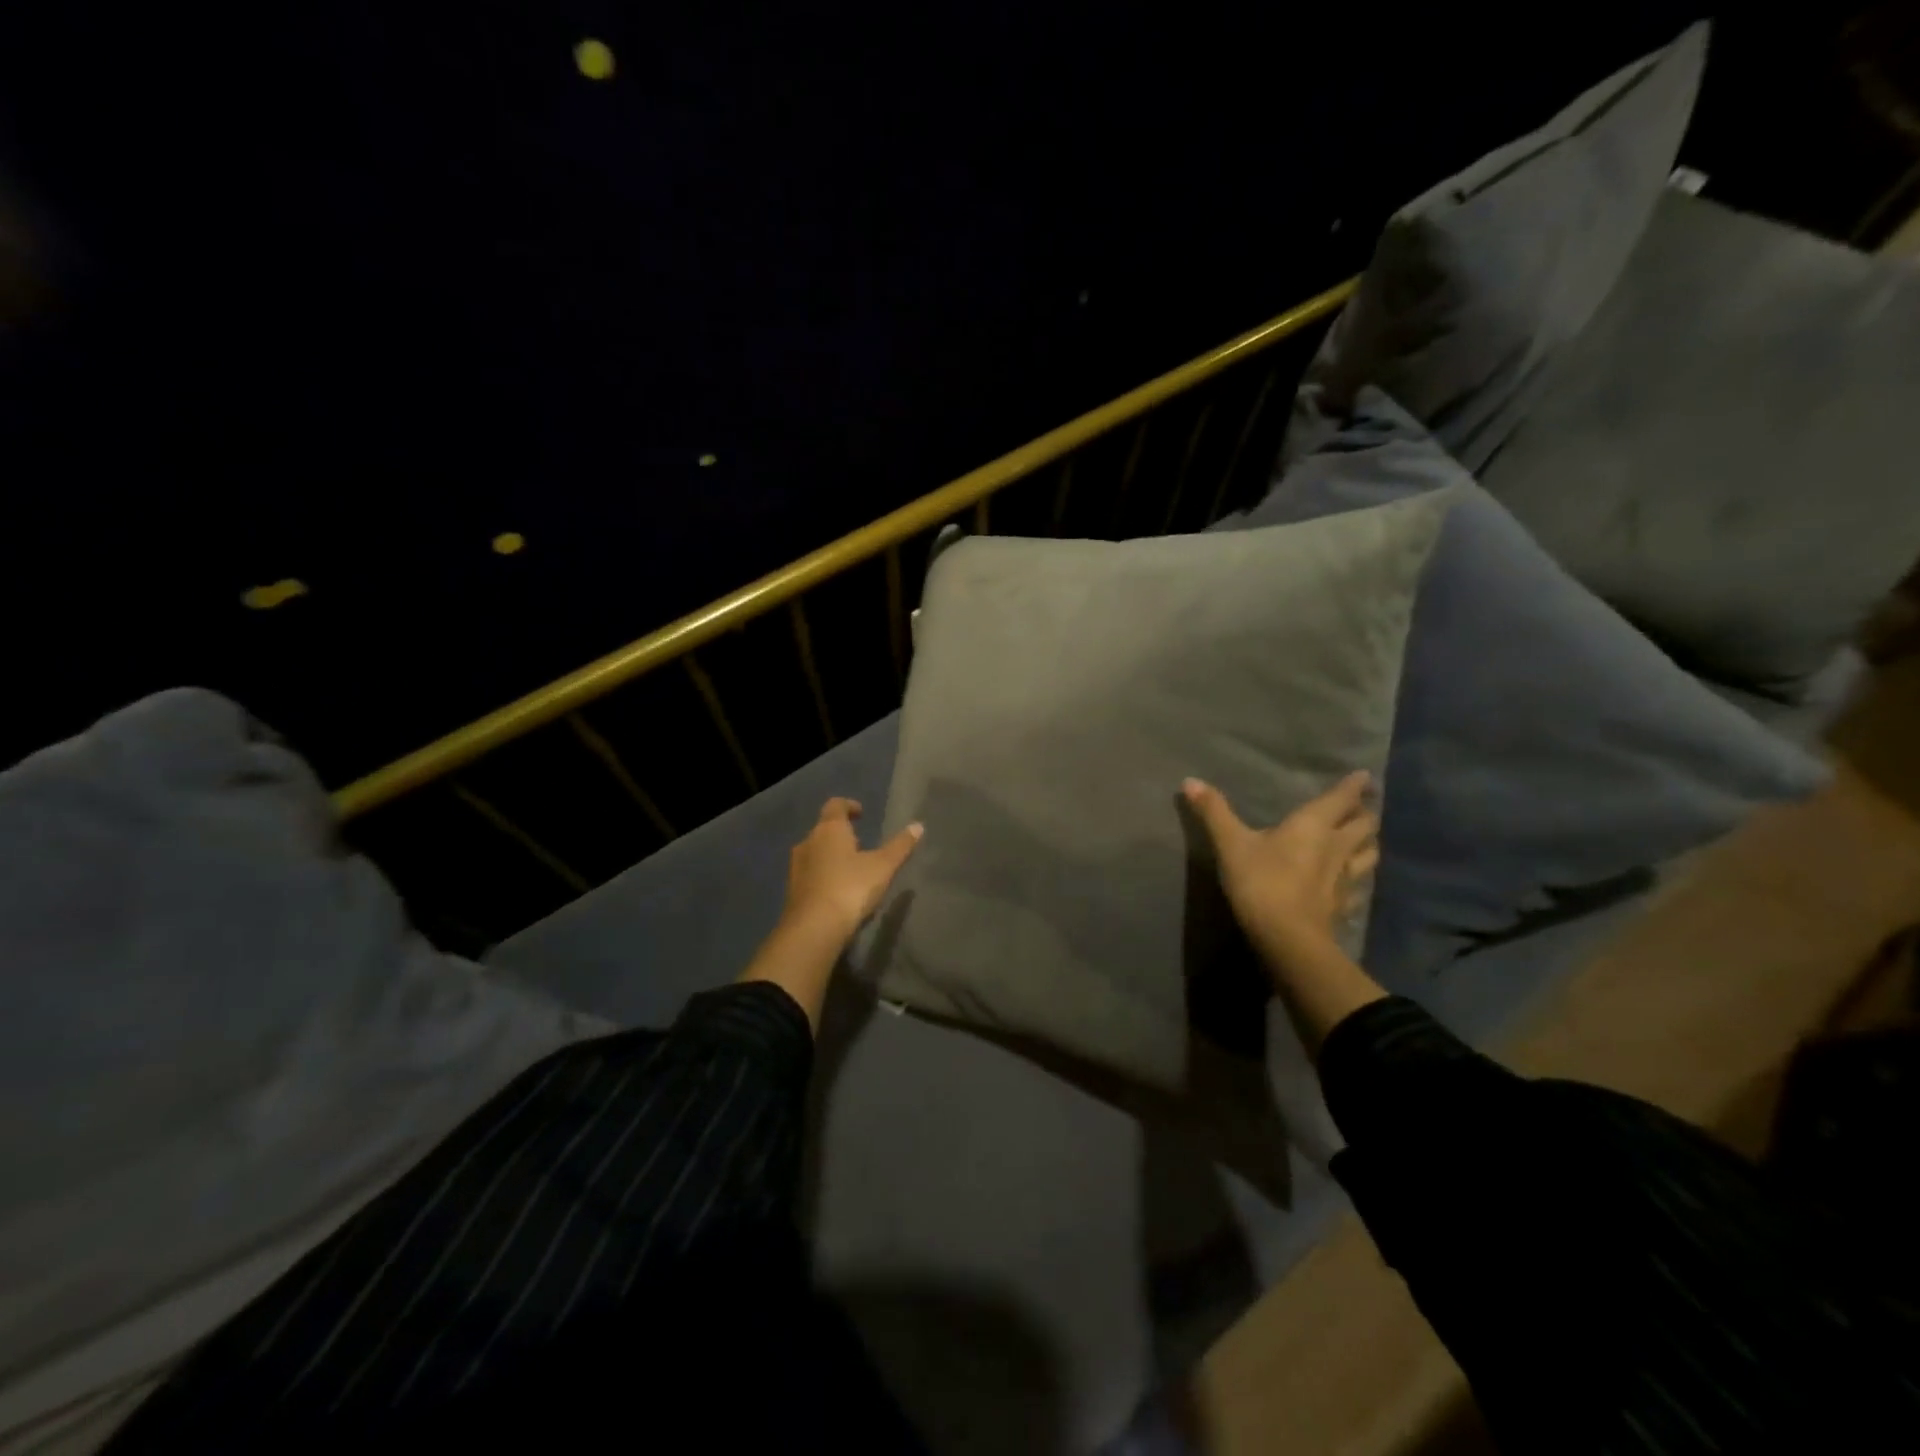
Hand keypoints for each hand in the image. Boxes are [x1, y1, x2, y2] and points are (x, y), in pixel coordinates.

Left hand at [781, 797, 923, 941]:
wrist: (814, 928)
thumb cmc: (851, 887)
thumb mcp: (883, 866)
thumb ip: (900, 846)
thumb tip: (918, 825)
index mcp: (829, 829)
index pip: (835, 805)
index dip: (849, 806)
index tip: (861, 813)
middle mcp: (808, 842)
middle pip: (823, 829)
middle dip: (841, 833)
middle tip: (860, 843)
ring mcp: (796, 867)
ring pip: (815, 852)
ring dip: (831, 855)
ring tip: (851, 868)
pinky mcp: (792, 890)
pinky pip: (810, 873)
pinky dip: (823, 874)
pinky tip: (838, 890)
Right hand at [1183, 772, 1379, 974]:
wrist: (1288, 939)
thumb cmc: (1261, 882)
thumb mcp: (1231, 843)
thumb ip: (1214, 812)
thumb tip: (1190, 781)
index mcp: (1314, 825)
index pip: (1343, 798)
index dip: (1355, 785)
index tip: (1363, 776)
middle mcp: (1337, 846)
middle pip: (1365, 825)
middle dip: (1364, 813)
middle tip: (1361, 807)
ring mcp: (1345, 878)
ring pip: (1369, 854)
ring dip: (1368, 843)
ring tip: (1362, 840)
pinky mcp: (1343, 906)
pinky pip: (1358, 887)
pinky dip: (1358, 880)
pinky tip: (1350, 884)